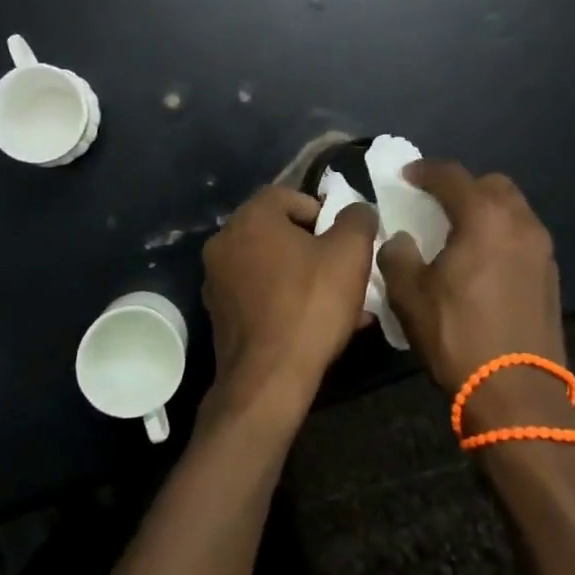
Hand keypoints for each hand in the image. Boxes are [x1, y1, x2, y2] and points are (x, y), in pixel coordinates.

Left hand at [201, 186, 378, 429]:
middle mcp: (224, 242)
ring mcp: (217, 280)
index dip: (320, 210)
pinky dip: (286, 300)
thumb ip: (357, 219)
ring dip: (303, 276)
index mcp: (250, 218)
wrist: (269, 378)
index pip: (286, 195)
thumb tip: (357, 210)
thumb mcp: (350, 253)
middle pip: (277, 231)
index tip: (342, 237)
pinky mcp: (219, 314)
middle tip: (343, 269)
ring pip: (270, 266)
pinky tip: (316, 325)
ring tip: (339, 302)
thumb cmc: (310, 304)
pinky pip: (259, 295)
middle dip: (314, 247)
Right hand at [377, 161, 574, 430]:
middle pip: (491, 184)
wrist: (517, 392)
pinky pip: (523, 236)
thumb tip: (403, 240)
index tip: (406, 176)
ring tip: (460, 231)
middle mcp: (519, 222)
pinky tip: (483, 260)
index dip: (424, 171)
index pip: (451, 175)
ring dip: (486, 210)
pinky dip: (501, 234)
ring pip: (513, 209)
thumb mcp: (409, 295)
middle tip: (437, 203)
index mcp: (483, 217)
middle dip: (463, 186)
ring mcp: (541, 248)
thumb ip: (398, 255)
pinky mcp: (551, 274)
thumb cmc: (457, 335)